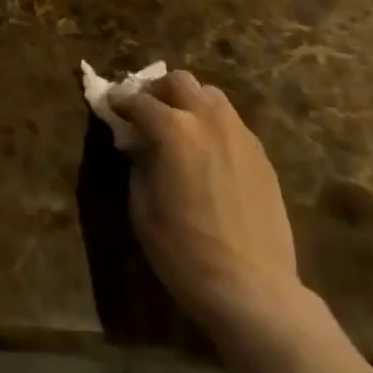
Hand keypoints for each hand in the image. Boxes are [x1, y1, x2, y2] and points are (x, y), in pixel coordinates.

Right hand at [120, 70, 307, 339]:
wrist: (254, 291)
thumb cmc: (186, 253)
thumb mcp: (143, 209)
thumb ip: (138, 165)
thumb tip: (138, 146)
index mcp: (173, 130)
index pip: (139, 101)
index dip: (120, 102)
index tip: (111, 108)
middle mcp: (208, 120)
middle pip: (179, 81)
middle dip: (158, 91)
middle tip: (146, 113)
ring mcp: (240, 136)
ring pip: (211, 95)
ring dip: (189, 102)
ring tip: (179, 128)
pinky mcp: (262, 156)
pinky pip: (232, 123)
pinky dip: (213, 124)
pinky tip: (207, 153)